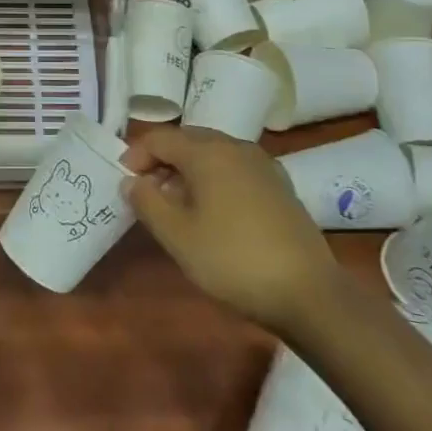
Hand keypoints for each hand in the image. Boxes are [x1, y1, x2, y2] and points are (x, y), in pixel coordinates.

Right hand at [122, 125, 339, 336]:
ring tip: (176, 203)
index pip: (161, 138)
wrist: (308, 292)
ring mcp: (262, 164)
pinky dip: (215, 178)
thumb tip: (131, 181)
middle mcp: (235, 146)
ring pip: (213, 153)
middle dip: (162, 159)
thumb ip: (147, 202)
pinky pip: (235, 168)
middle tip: (146, 191)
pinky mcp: (279, 185)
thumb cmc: (232, 260)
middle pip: (188, 140)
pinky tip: (214, 210)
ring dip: (188, 169)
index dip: (136, 155)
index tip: (124, 181)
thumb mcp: (177, 236)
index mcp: (207, 152)